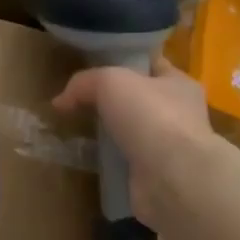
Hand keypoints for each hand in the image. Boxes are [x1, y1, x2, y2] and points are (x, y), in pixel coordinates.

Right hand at [52, 60, 235, 225]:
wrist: (172, 177)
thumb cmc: (150, 116)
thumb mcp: (110, 82)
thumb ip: (84, 83)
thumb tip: (60, 101)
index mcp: (178, 84)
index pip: (150, 65)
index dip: (123, 62)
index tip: (93, 68)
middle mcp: (178, 114)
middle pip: (137, 100)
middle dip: (111, 101)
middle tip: (77, 103)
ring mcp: (167, 147)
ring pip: (130, 132)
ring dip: (107, 133)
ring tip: (75, 132)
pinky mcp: (153, 175)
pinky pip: (124, 161)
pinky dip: (107, 161)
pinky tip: (86, 159)